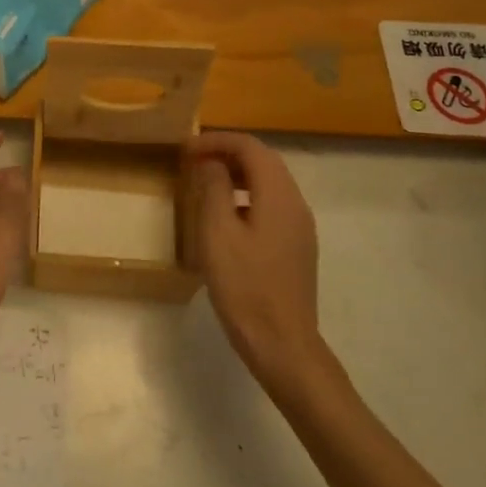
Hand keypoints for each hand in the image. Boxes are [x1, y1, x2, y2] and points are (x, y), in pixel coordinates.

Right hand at [184, 132, 329, 390]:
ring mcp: (300, 227)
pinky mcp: (297, 246)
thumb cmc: (245, 286)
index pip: (250, 147)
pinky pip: (272, 204)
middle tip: (192, 161)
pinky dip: (247, 195)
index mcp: (278, 195)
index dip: (216, 141)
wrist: (283, 345)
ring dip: (237, 173)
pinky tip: (226, 215)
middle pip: (264, 160)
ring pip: (269, 182)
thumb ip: (214, 189)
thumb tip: (211, 162)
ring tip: (204, 183)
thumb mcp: (217, 233)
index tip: (185, 150)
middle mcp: (296, 204)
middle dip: (227, 153)